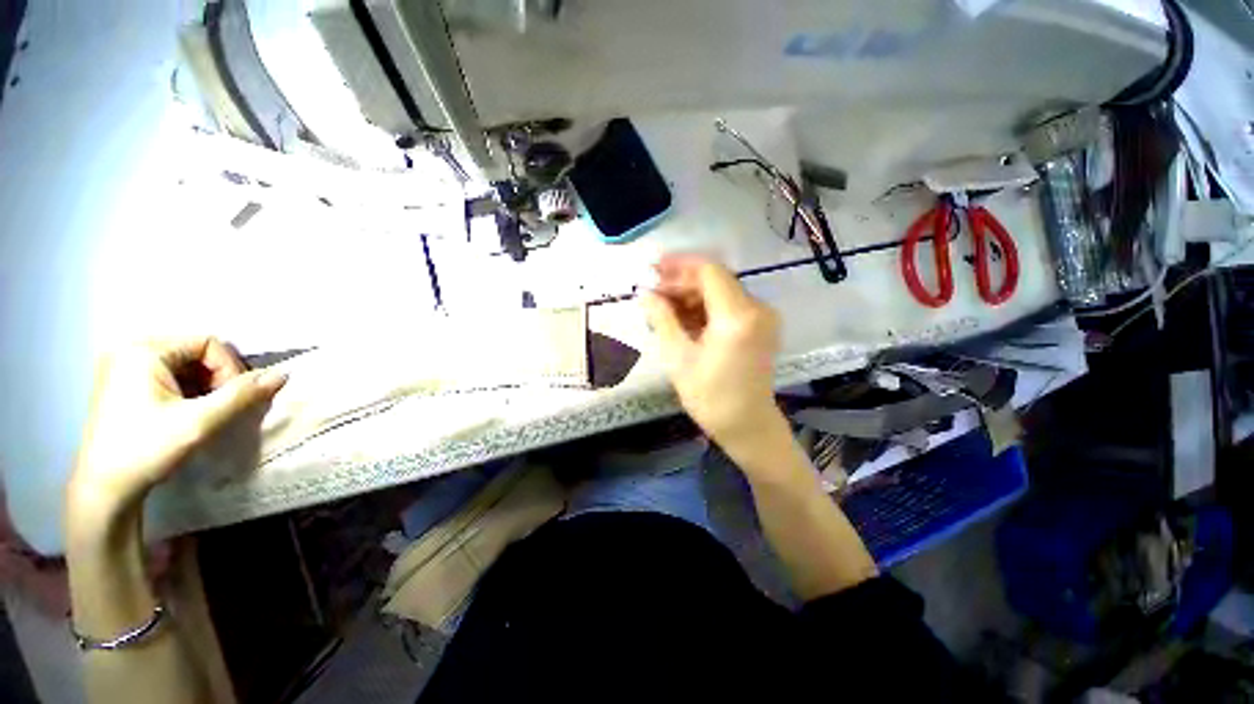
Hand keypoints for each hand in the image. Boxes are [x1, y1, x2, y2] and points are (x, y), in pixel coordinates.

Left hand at [69, 337, 285, 518]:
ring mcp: (121, 366)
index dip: (228, 369)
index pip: (208, 343)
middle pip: (195, 352)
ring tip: (201, 413)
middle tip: (217, 408)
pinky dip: (185, 391)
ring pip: (184, 364)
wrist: (103, 489)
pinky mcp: (120, 383)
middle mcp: (129, 349)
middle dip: (216, 378)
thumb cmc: (147, 449)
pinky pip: (167, 375)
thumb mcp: (200, 422)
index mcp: (143, 350)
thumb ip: (242, 395)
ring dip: (203, 386)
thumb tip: (283, 374)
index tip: (229, 400)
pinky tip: (183, 414)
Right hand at [640, 255, 784, 447]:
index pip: (709, 271)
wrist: (747, 425)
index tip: (653, 269)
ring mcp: (762, 317)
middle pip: (715, 280)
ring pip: (721, 292)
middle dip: (681, 282)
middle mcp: (757, 308)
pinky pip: (728, 306)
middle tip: (652, 292)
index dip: (679, 266)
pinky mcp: (761, 326)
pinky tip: (683, 319)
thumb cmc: (710, 397)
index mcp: (737, 316)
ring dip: (691, 296)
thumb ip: (662, 319)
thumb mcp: (678, 357)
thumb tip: (645, 293)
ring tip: (662, 308)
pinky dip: (705, 308)